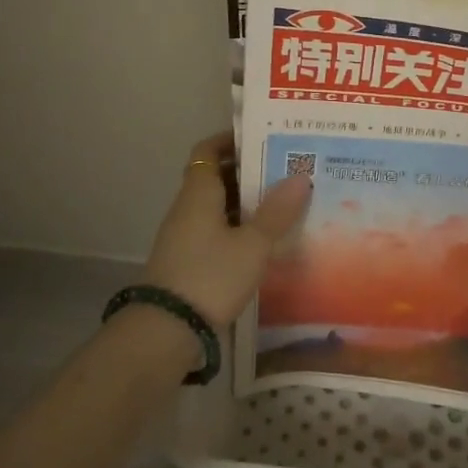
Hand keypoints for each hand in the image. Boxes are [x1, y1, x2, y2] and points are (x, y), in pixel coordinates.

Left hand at [142, 131, 313, 329]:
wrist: (166, 331)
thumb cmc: (210, 276)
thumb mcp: (252, 244)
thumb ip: (277, 212)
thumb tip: (301, 176)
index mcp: (199, 193)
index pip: (208, 150)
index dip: (230, 140)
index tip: (262, 136)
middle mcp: (188, 208)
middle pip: (216, 177)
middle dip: (248, 171)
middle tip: (285, 169)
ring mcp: (185, 236)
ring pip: (217, 206)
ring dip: (245, 202)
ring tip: (283, 202)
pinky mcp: (187, 261)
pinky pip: (215, 231)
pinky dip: (238, 227)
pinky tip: (263, 240)